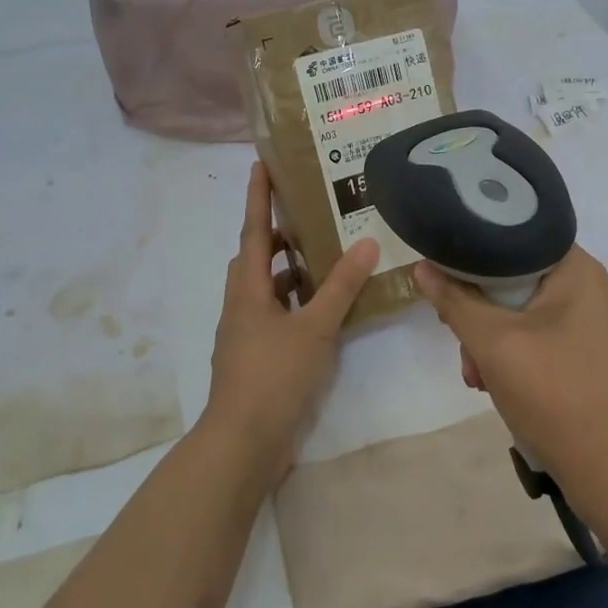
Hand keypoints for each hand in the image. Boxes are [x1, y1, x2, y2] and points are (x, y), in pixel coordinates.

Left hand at [203, 162, 377, 482]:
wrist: (242, 443)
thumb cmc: (273, 376)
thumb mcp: (313, 329)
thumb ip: (340, 287)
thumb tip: (365, 243)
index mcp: (248, 290)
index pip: (253, 232)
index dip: (257, 197)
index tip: (260, 164)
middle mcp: (242, 306)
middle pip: (256, 259)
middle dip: (277, 235)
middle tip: (309, 215)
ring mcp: (246, 334)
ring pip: (267, 290)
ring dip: (290, 272)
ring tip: (325, 259)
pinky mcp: (257, 358)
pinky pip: (277, 316)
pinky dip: (297, 305)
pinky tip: (323, 312)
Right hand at [414, 247, 607, 508]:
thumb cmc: (555, 394)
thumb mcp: (493, 343)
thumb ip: (455, 301)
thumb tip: (422, 268)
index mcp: (579, 269)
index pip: (515, 238)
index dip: (474, 257)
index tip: (446, 283)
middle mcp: (594, 288)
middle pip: (519, 280)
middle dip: (480, 313)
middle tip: (460, 343)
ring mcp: (600, 324)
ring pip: (528, 314)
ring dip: (495, 341)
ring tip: (477, 378)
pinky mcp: (598, 356)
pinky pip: (547, 339)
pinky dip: (519, 356)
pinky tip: (500, 386)